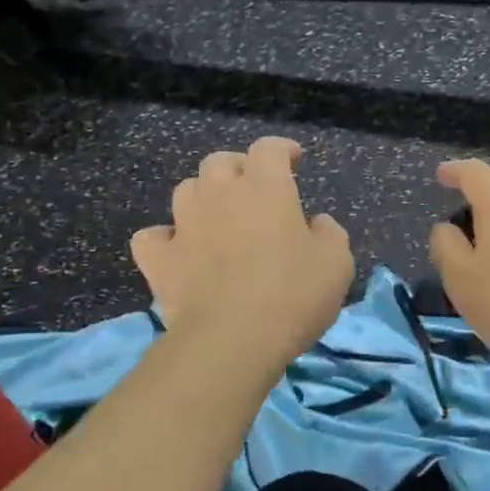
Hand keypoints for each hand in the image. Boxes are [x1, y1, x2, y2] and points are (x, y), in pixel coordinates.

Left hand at [131, 137, 352, 370]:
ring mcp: (184, 225)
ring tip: (218, 217)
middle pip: (221, 161)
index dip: (281, 149)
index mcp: (265, 188)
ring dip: (204, 196)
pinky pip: (153, 236)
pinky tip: (179, 250)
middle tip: (254, 191)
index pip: (269, 148)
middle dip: (238, 169)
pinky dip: (165, 238)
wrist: (232, 341)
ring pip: (187, 190)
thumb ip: (329, 233)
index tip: (292, 160)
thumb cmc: (292, 296)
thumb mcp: (336, 264)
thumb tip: (315, 224)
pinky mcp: (160, 259)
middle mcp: (220, 194)